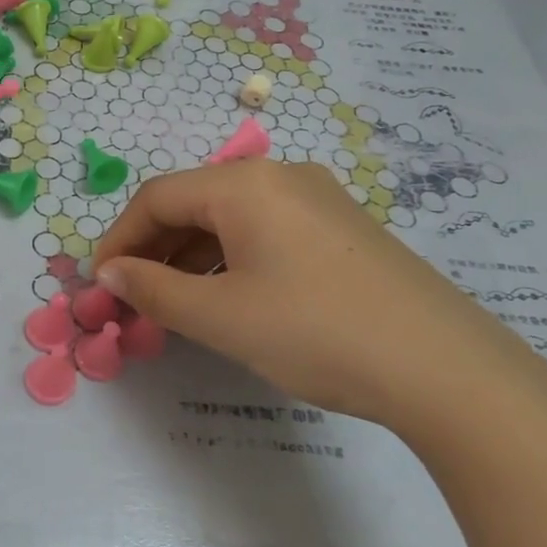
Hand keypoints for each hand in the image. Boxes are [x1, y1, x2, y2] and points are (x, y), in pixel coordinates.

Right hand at [91, 160, 538, 431]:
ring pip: (230, 217)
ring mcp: (318, 199)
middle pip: (193, 202)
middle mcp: (280, 176)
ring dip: (191, 255)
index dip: (119, 239)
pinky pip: (266, 230)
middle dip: (153, 247)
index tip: (101, 283)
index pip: (157, 198)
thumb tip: (110, 272)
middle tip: (134, 296)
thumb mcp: (220, 316)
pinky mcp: (343, 228)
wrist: (446, 369)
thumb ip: (153, 289)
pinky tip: (231, 296)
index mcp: (245, 184)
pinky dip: (231, 258)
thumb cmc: (315, 332)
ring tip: (177, 302)